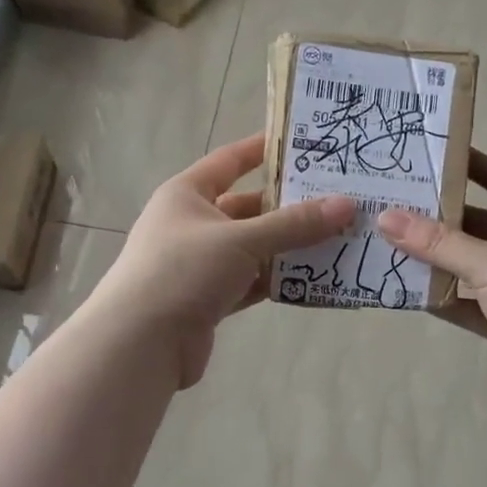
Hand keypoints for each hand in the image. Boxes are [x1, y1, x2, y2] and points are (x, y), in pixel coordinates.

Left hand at [87, 133, 354, 388]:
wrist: (140, 343)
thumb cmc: (184, 271)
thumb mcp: (242, 240)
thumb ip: (294, 224)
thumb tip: (347, 204)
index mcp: (187, 194)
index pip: (230, 161)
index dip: (263, 149)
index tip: (303, 143)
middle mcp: (192, 224)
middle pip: (248, 208)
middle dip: (289, 206)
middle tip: (336, 199)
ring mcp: (199, 263)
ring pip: (252, 248)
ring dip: (288, 246)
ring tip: (336, 237)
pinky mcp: (208, 298)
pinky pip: (250, 281)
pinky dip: (276, 279)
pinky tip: (312, 278)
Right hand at [376, 150, 486, 418]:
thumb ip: (437, 242)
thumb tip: (386, 216)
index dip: (474, 165)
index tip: (435, 155)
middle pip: (480, 224)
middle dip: (442, 216)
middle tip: (397, 203)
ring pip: (470, 266)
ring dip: (438, 259)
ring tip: (391, 244)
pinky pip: (467, 303)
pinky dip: (442, 297)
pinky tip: (407, 290)